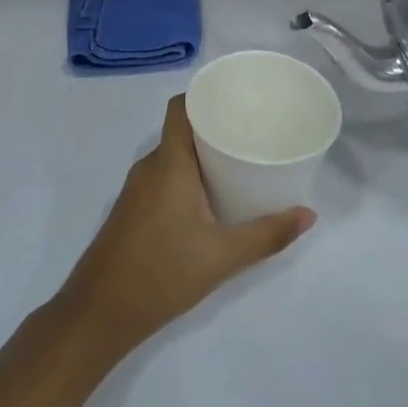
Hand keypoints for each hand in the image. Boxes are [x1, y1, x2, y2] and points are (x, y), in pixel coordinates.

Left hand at [57, 97, 314, 357]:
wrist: (99, 311)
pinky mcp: (132, 209)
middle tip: (252, 131)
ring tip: (238, 160)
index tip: (237, 98)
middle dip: (214, 126)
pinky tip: (210, 196)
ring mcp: (136, 189)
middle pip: (181, 130)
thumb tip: (308, 215)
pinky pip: (163, 176)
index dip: (205, 95)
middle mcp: (149, 167)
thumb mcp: (222, 256)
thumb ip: (267, 235)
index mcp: (169, 164)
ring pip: (172, 156)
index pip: (180, 108)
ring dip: (201, 154)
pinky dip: (187, 175)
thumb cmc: (162, 273)